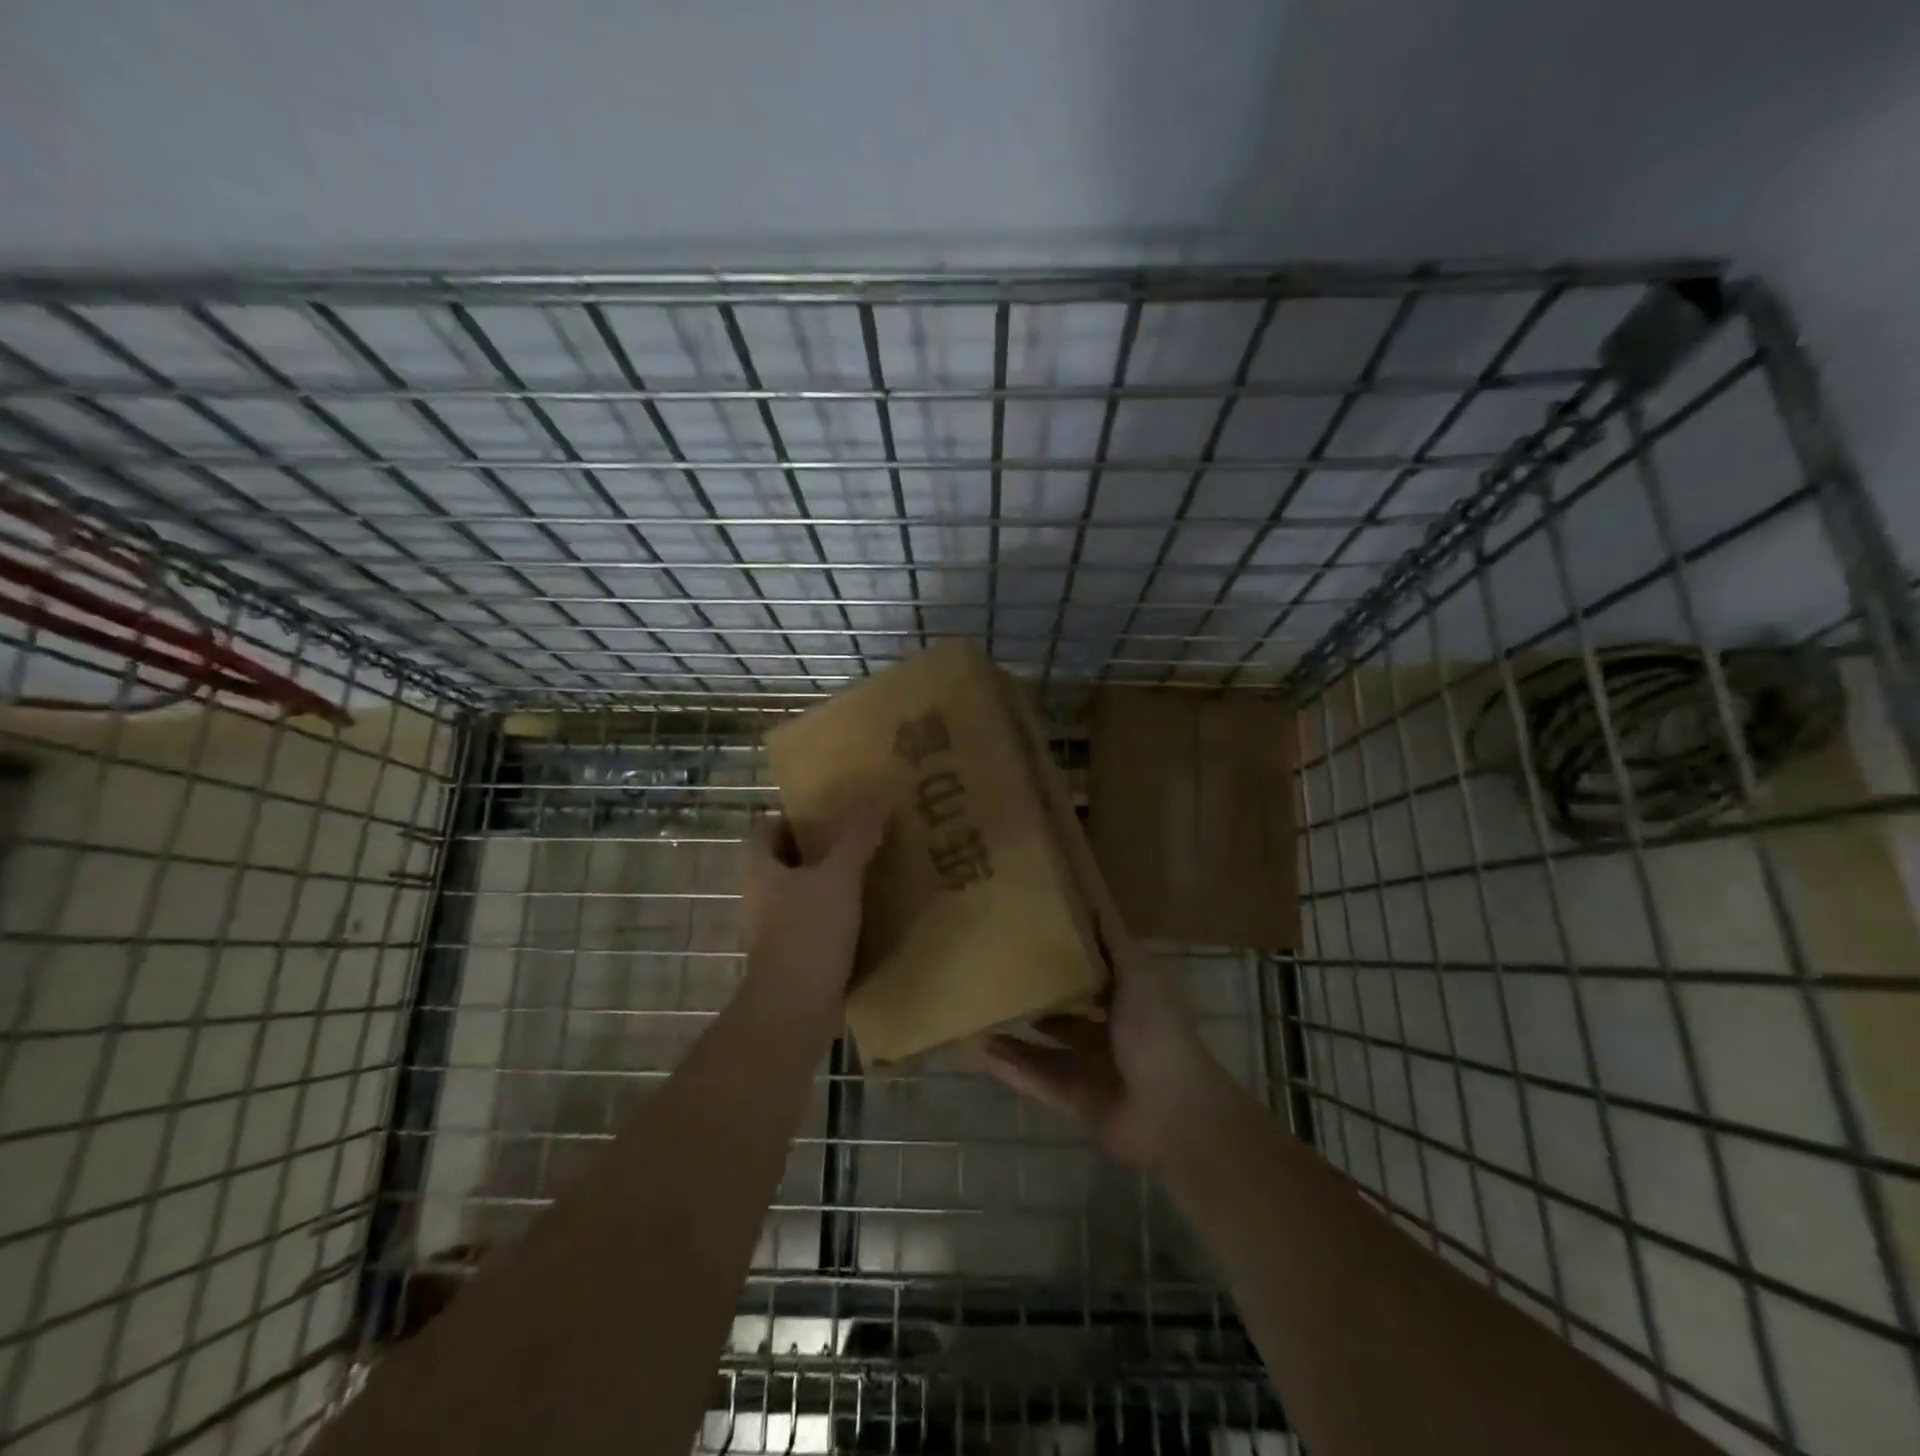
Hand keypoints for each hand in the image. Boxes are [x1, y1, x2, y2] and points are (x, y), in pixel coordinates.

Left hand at [739, 792, 887, 1012]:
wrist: (793, 1010)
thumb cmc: (807, 932)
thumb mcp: (838, 876)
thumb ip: (857, 836)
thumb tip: (878, 793)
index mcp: (759, 868)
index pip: (768, 827)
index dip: (796, 815)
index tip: (832, 812)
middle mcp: (759, 894)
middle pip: (787, 858)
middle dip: (820, 847)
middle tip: (860, 836)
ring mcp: (772, 928)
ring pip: (801, 891)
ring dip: (829, 881)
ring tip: (869, 869)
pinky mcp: (790, 954)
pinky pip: (812, 921)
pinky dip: (834, 913)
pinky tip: (866, 912)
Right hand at [979, 936, 1236, 1168]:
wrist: (1173, 1114)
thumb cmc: (1157, 1033)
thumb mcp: (1139, 976)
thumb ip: (1112, 942)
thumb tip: (1092, 899)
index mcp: (1129, 998)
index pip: (1093, 969)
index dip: (1065, 952)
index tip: (1029, 929)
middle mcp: (1109, 1029)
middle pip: (1064, 1007)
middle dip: (1035, 992)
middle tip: (994, 969)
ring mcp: (1090, 1066)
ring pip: (1044, 1044)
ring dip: (1015, 1030)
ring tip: (978, 1009)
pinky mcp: (1074, 1099)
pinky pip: (1035, 1079)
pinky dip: (1010, 1066)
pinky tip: (979, 1049)